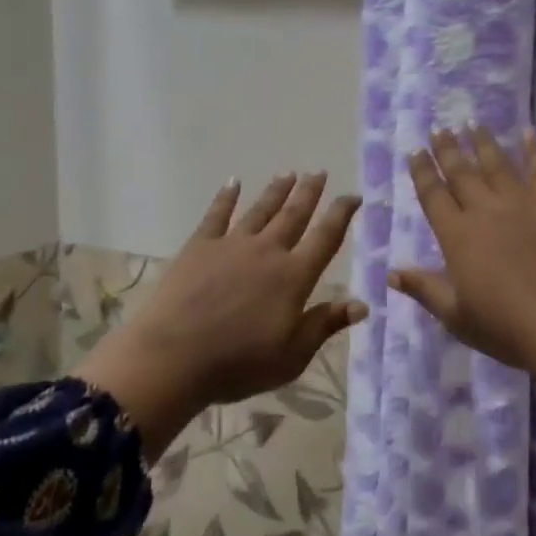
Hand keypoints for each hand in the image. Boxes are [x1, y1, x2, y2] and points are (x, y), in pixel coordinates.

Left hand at [76, 173, 365, 455]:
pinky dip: (226, 197)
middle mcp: (267, 251)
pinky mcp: (199, 246)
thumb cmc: (239, 363)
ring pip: (260, 210)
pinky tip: (232, 183)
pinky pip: (217, 215)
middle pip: (294, 215)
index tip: (353, 196)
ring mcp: (232, 245)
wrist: (174, 357)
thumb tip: (361, 304)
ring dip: (276, 191)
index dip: (341, 215)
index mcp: (294, 276)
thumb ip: (325, 325)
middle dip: (309, 193)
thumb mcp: (292, 355)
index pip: (325, 238)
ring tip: (288, 173)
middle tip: (319, 172)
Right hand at [390, 126, 535, 396]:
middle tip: (439, 127)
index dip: (422, 171)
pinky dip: (534, 150)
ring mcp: (523, 205)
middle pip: (462, 173)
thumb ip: (425, 289)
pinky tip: (529, 133)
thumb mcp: (457, 317)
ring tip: (472, 123)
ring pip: (497, 165)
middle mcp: (486, 211)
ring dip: (483, 143)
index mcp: (457, 236)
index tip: (415, 150)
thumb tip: (392, 271)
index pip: (433, 195)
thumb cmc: (508, 329)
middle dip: (448, 149)